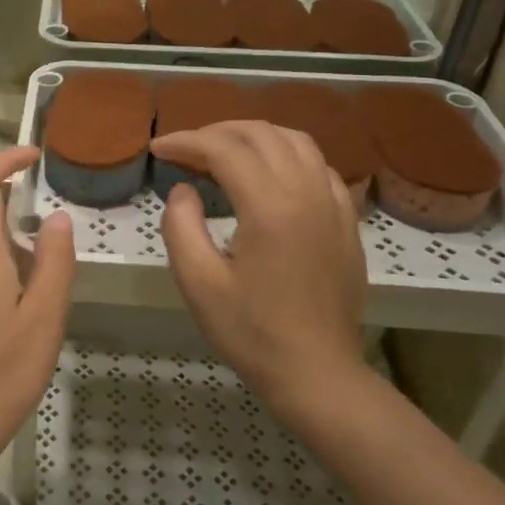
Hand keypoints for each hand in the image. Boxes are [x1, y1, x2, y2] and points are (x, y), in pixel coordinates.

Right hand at [153, 122, 368, 421]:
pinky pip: (319, 167)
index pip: (224, 149)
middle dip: (217, 131)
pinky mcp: (346, 221)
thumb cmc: (251, 332)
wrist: (316, 372)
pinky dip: (288, 155)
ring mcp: (334, 204)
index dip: (185, 141)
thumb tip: (184, 190)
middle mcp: (307, 193)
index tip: (157, 150)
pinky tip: (270, 175)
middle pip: (261, 134)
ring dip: (255, 136)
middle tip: (185, 149)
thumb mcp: (198, 283)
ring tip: (224, 151)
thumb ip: (181, 226)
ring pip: (296, 142)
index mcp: (270, 207)